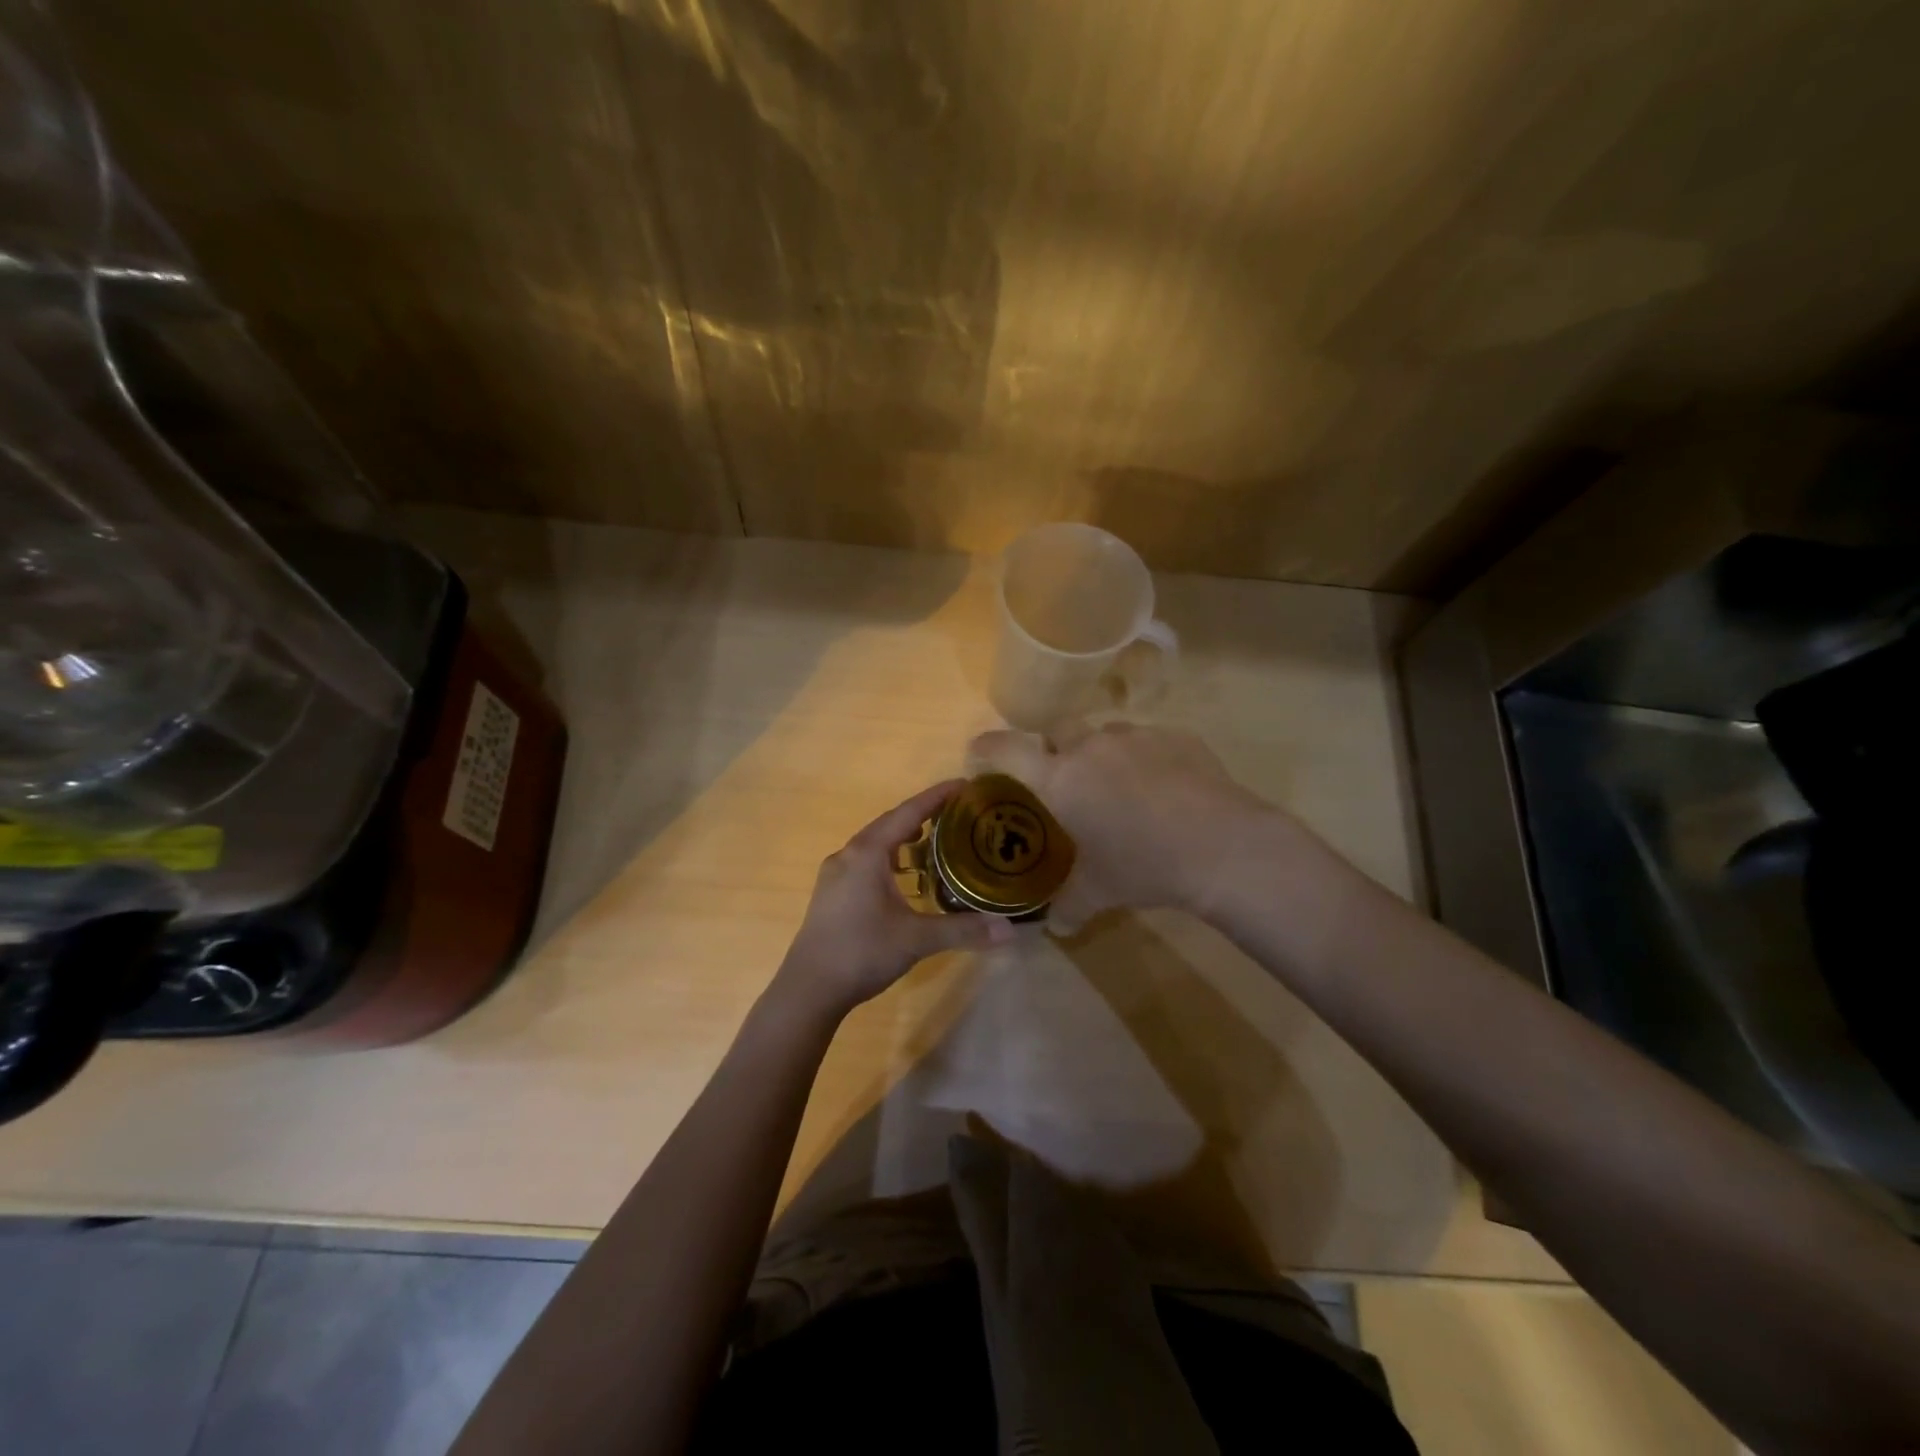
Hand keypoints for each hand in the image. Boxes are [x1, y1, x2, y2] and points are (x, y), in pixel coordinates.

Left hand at [774, 780, 1014, 1017]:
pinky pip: (866, 862)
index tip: (964, 785)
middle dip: (923, 815)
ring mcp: (836, 875)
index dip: (937, 797)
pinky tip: (905, 877)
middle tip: (957, 813)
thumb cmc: (861, 952)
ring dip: (904, 839)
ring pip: (876, 844)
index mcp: (867, 853)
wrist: (808, 989)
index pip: (908, 813)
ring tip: (935, 841)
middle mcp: (848, 855)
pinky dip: (890, 859)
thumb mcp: (916, 938)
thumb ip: (963, 929)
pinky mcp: (832, 894)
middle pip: (890, 824)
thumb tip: (1009, 930)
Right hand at [968, 723, 1277, 931]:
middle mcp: (1091, 747)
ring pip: (1105, 733)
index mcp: (1060, 779)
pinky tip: (1165, 788)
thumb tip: (1053, 927)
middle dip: (1054, 748)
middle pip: (1057, 730)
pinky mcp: (1176, 736)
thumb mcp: (1098, 893)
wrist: (1221, 846)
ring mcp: (1136, 736)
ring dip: (1102, 753)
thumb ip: (1066, 906)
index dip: (987, 748)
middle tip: (1065, 779)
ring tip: (1121, 786)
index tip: (979, 753)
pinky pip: (1148, 740)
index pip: (1007, 750)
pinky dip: (1145, 758)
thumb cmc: (1144, 867)